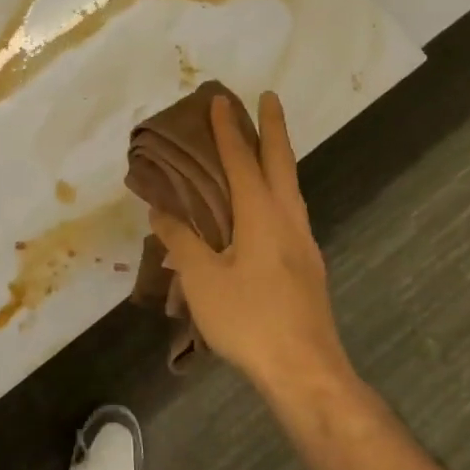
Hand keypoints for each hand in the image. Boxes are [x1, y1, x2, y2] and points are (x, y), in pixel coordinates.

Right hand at [148, 91, 353, 396]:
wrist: (305, 371)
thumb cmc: (249, 320)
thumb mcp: (202, 280)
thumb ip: (182, 240)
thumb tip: (161, 210)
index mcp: (262, 217)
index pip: (243, 162)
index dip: (229, 131)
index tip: (221, 100)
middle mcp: (288, 221)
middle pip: (282, 164)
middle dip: (273, 128)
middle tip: (267, 98)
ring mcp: (304, 244)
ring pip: (291, 187)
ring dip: (279, 158)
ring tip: (266, 145)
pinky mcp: (308, 266)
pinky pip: (290, 210)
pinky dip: (278, 189)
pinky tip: (267, 207)